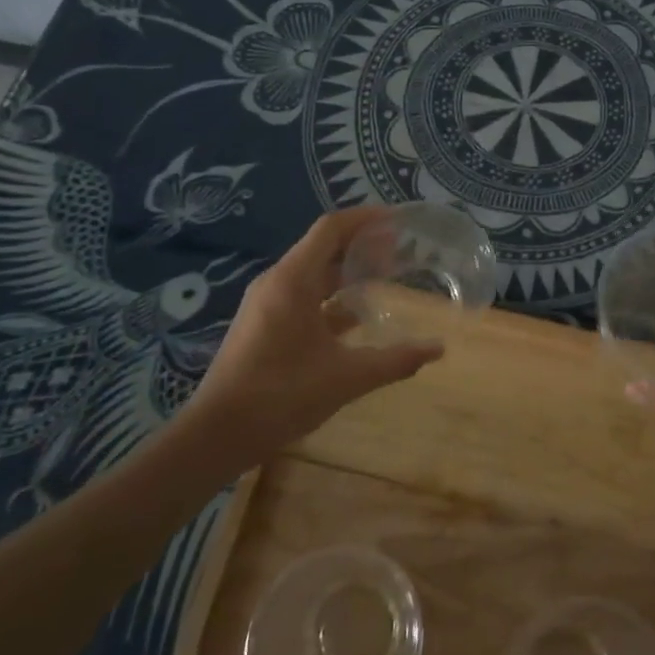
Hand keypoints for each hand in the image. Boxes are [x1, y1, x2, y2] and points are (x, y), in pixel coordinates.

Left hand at [194, 208, 442, 451]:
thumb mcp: (347, 377)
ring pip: (313, 274)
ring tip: (385, 278)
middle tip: (401, 251)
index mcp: (293, 280)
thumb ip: (395, 360)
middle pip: (323, 247)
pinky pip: (302, 297)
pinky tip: (356, 317)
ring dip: (347, 272)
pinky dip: (331, 297)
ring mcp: (266, 305)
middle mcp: (277, 283)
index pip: (331, 228)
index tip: (399, 221)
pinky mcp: (263, 326)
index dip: (366, 219)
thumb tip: (438, 349)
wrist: (216, 435)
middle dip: (362, 245)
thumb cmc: (281, 395)